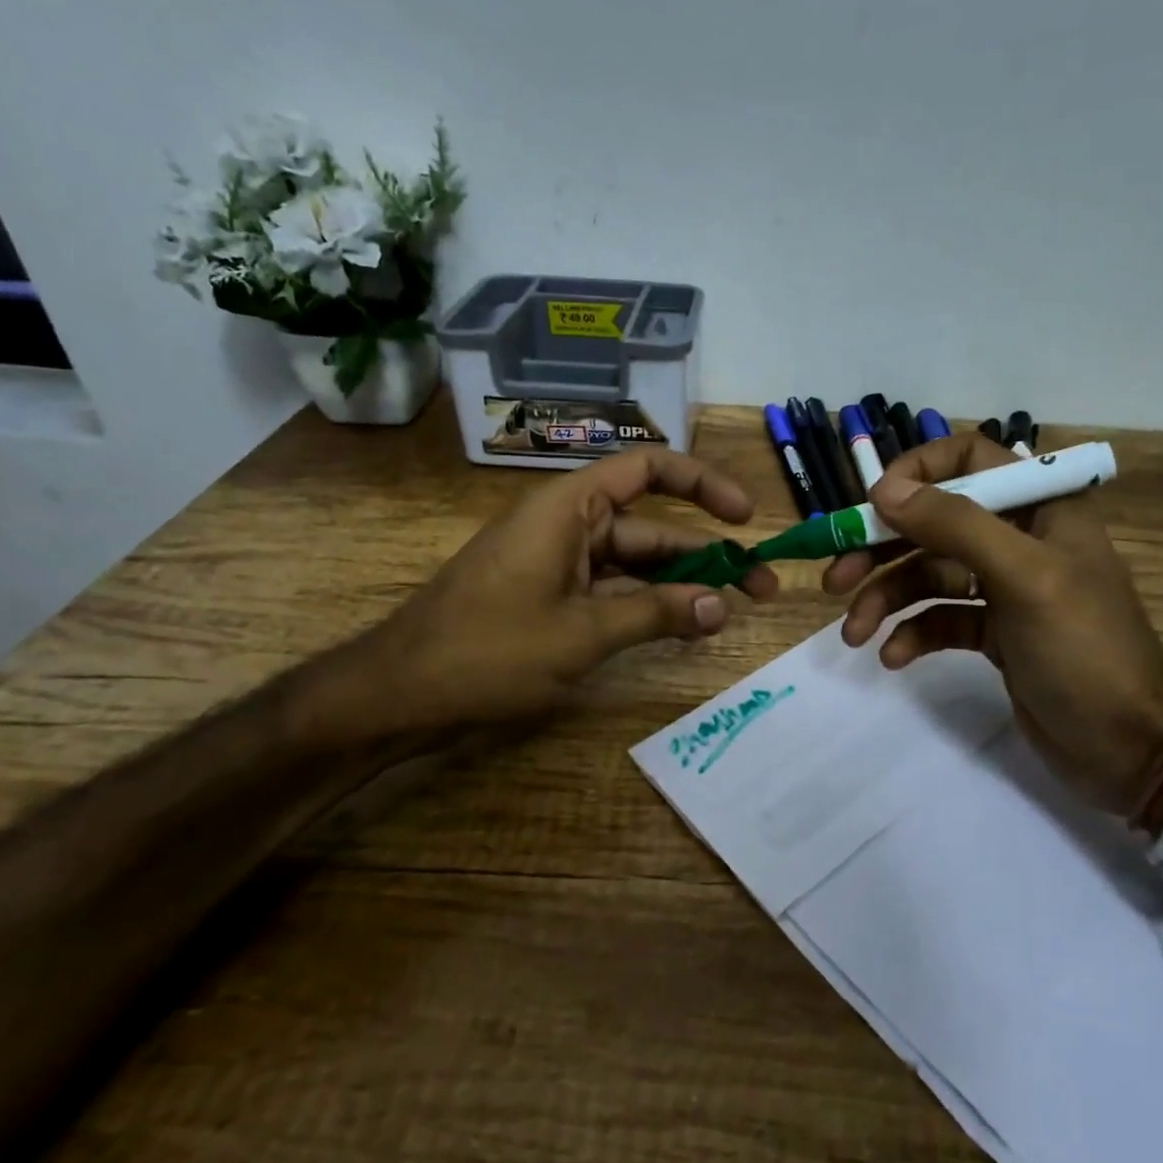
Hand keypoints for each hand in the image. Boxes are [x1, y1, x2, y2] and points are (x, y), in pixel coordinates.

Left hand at [316, 449, 777, 740]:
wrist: (398, 694)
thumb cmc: (488, 651)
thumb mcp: (582, 634)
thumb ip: (656, 614)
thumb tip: (723, 606)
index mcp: (570, 507)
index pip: (648, 468)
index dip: (702, 483)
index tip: (745, 516)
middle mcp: (568, 524)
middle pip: (651, 525)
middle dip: (708, 553)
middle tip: (763, 587)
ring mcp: (559, 561)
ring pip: (635, 563)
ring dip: (682, 584)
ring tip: (734, 611)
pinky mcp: (551, 595)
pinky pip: (612, 589)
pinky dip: (647, 605)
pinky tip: (684, 626)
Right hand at [824, 434, 1162, 815]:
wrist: (1131, 749)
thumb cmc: (1085, 650)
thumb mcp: (1023, 578)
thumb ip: (955, 525)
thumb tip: (884, 488)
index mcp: (1040, 507)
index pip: (969, 458)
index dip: (917, 473)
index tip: (873, 506)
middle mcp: (1019, 538)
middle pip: (934, 524)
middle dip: (881, 550)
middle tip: (835, 580)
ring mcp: (1005, 588)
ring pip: (928, 575)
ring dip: (886, 600)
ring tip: (854, 634)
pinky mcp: (993, 633)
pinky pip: (938, 619)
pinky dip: (912, 634)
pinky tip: (894, 658)